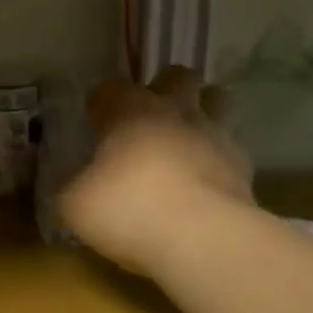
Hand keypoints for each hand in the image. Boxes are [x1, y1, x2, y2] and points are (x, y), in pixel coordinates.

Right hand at [60, 66, 252, 278]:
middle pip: (177, 75)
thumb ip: (70, 189)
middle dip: (166, 88)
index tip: (95, 124)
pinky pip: (232, 149)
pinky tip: (208, 182)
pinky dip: (220, 159)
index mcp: (129, 110)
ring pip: (218, 99)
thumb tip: (69, 187)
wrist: (203, 237)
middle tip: (151, 120)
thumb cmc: (129, 208)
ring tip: (188, 139)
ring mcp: (214, 134)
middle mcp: (174, 111)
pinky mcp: (243, 166)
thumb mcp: (76, 205)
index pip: (110, 88)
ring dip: (204, 111)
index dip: (101, 103)